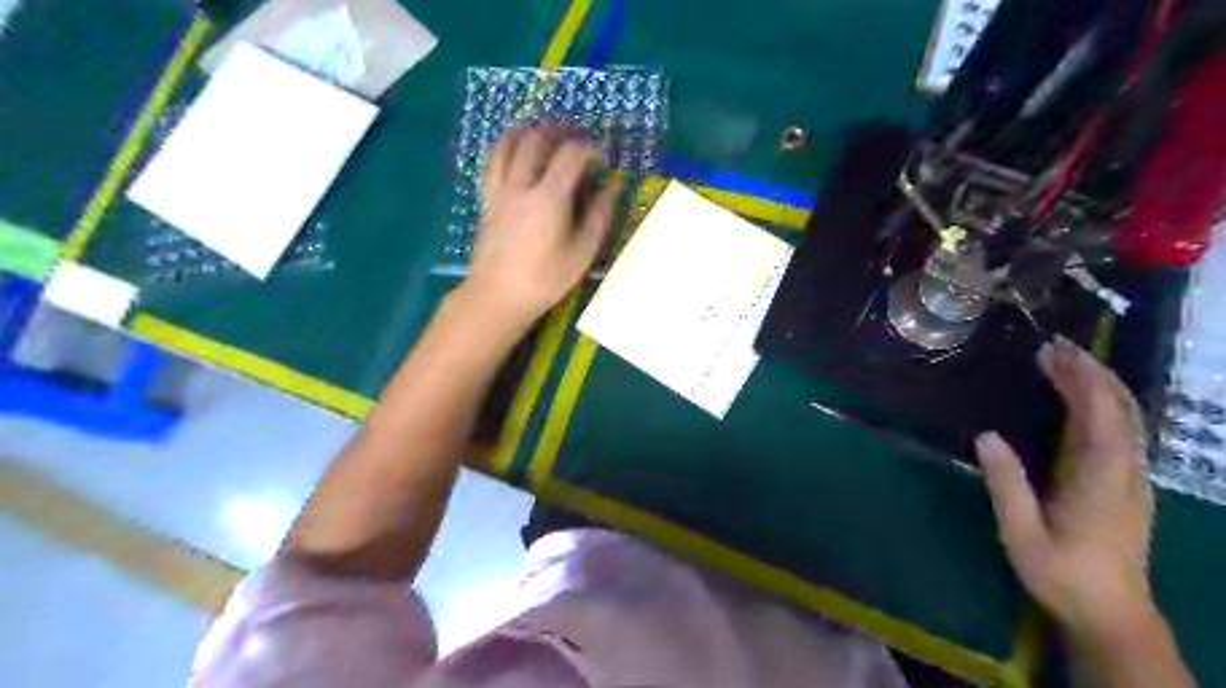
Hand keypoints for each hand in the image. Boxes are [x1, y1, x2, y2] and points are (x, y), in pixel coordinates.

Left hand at [470, 125, 623, 327]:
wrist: (497, 295)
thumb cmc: (545, 279)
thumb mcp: (582, 253)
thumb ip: (599, 216)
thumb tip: (613, 188)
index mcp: (549, 197)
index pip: (571, 153)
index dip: (590, 147)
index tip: (602, 157)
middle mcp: (522, 184)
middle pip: (536, 139)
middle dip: (559, 132)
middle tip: (575, 140)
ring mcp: (499, 190)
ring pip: (508, 143)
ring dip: (528, 132)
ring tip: (544, 137)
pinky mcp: (486, 199)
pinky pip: (493, 161)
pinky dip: (507, 148)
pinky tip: (516, 155)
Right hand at [973, 336, 1154, 641]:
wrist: (1113, 614)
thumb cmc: (1062, 572)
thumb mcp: (1022, 532)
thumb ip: (1007, 484)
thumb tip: (985, 436)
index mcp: (1101, 477)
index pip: (1099, 414)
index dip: (1080, 378)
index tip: (1052, 352)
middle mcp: (1125, 470)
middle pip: (1119, 409)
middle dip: (1091, 372)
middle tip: (1054, 347)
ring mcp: (1131, 478)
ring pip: (1125, 419)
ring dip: (1098, 386)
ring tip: (1063, 364)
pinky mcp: (1127, 486)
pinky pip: (1122, 433)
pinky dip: (1102, 407)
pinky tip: (1080, 402)